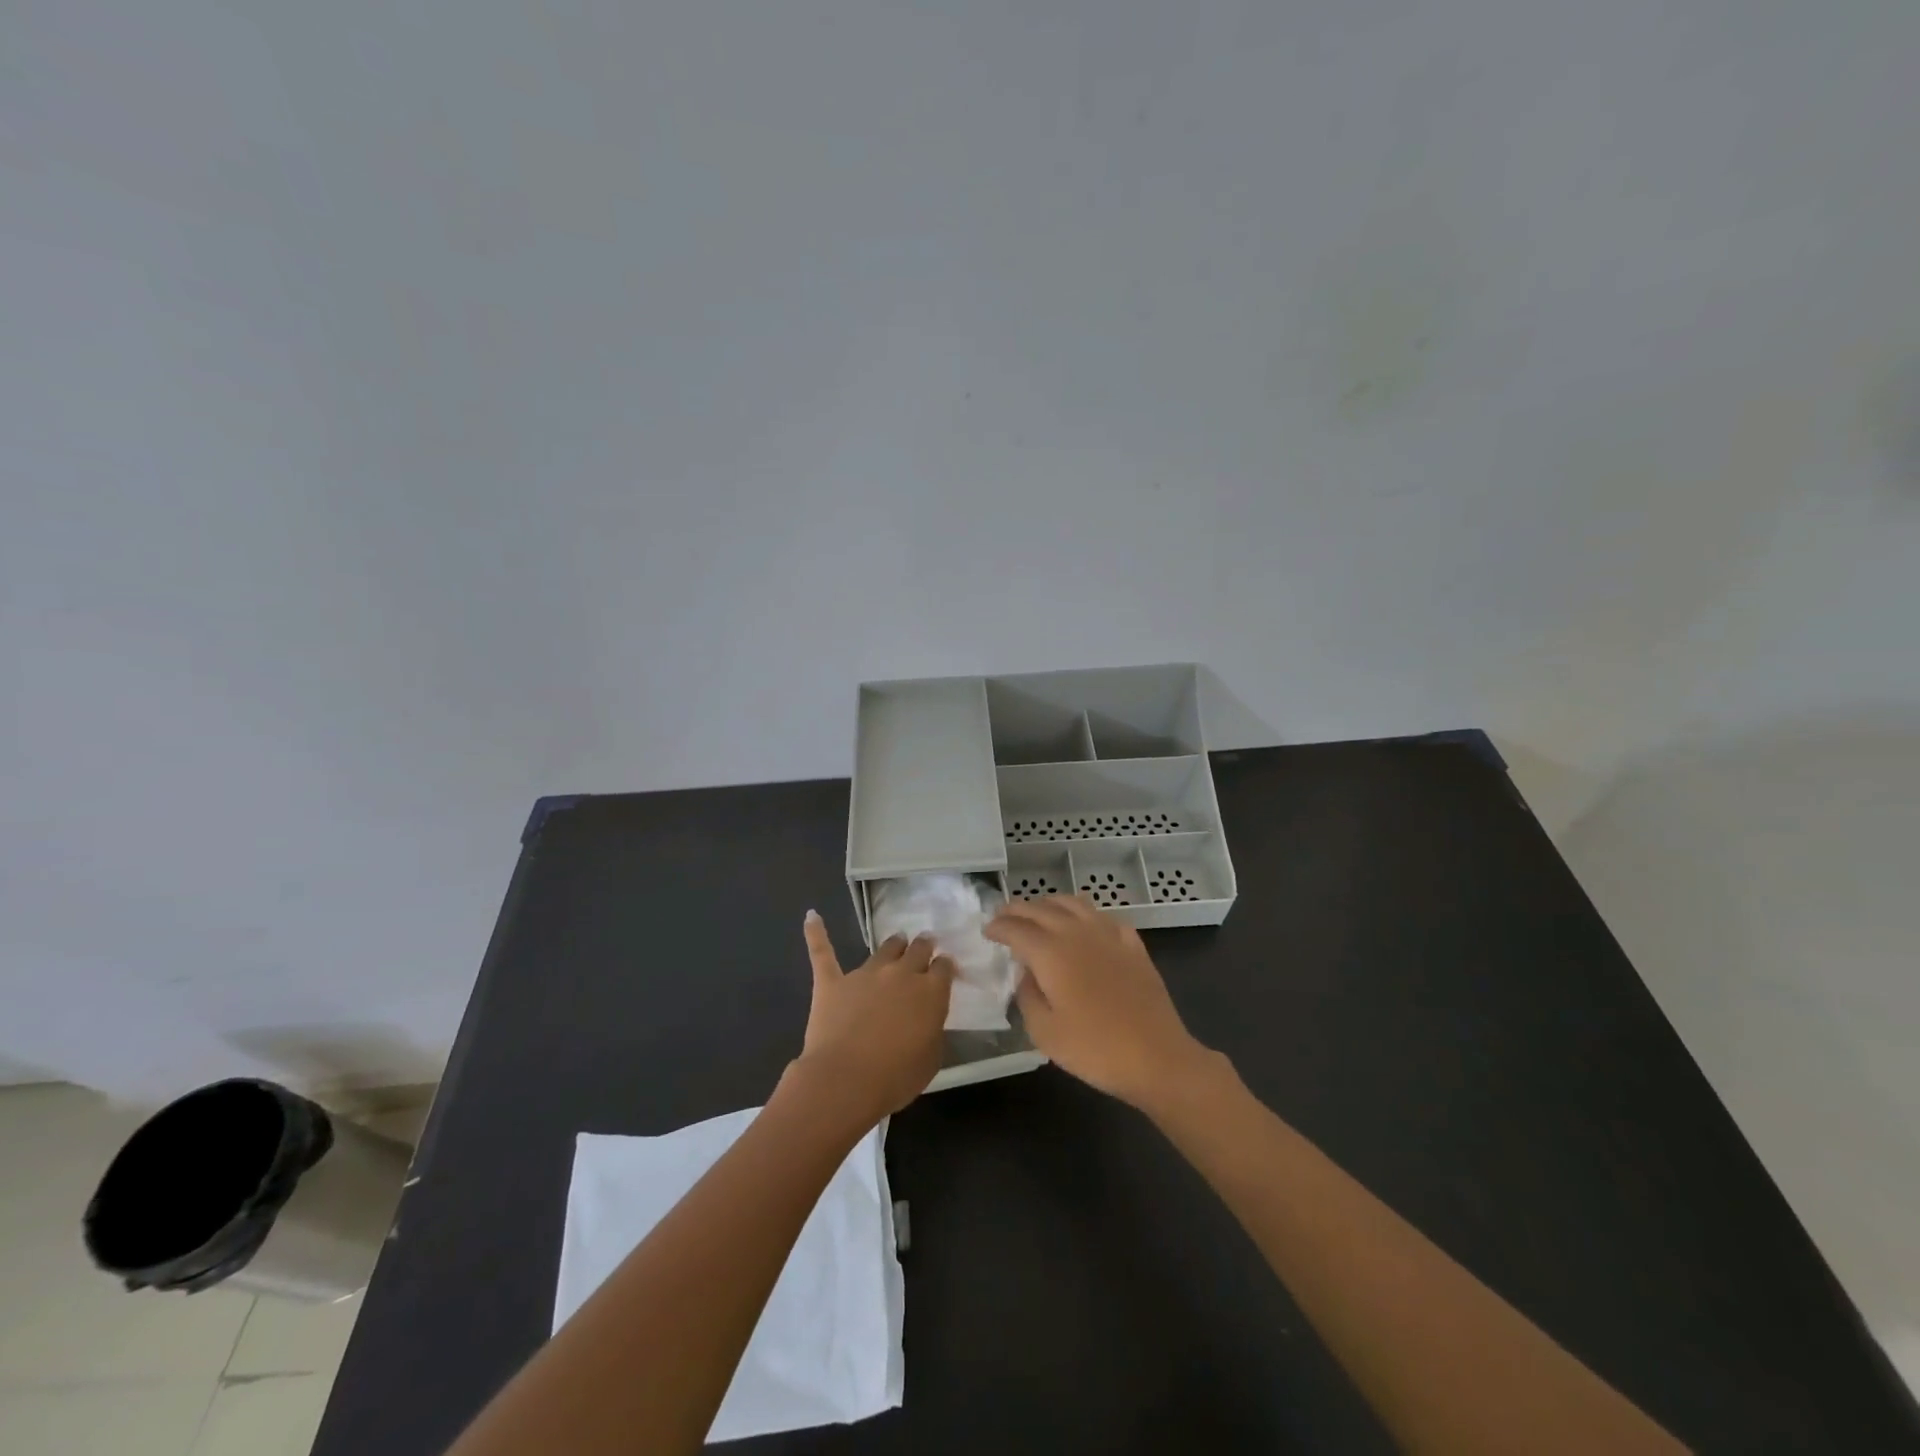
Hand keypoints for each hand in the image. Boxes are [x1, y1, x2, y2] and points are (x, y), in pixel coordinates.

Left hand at [794, 912, 952, 1125]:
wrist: (845, 1080)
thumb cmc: (895, 1077)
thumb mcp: (931, 1058)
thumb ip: (932, 1030)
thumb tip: (926, 1019)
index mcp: (930, 992)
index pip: (943, 968)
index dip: (944, 967)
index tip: (944, 969)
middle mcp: (901, 974)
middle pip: (917, 950)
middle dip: (923, 946)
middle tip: (925, 944)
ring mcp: (865, 974)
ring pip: (885, 948)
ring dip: (894, 944)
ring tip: (897, 941)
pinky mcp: (833, 982)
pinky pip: (823, 952)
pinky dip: (816, 933)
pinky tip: (812, 917)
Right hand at [985, 895, 1216, 1112]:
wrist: (1157, 1057)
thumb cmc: (1095, 1049)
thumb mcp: (1044, 1032)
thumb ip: (1027, 996)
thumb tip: (1027, 974)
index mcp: (1050, 952)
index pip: (1016, 928)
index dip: (998, 927)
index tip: (986, 931)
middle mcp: (1077, 932)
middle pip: (1041, 908)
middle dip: (1018, 910)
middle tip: (1004, 916)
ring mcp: (1108, 934)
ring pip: (1073, 903)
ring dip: (1049, 904)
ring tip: (1039, 913)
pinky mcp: (1132, 944)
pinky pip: (1102, 917)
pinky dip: (1084, 915)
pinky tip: (1084, 927)